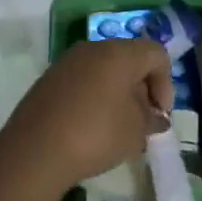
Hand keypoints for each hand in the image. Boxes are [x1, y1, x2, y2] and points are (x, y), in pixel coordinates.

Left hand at [0, 37, 173, 197]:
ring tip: (117, 125)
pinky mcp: (48, 79)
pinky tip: (91, 126)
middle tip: (142, 120)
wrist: (35, 151)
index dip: (166, 83)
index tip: (160, 114)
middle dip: (142, 87)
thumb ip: (152, 120)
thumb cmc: (96, 135)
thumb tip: (155, 117)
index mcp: (119, 53)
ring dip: (118, 92)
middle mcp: (92, 49)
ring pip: (104, 69)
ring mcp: (66, 62)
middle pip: (129, 58)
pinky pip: (82, 80)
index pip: (156, 53)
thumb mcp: (136, 132)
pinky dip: (94, 96)